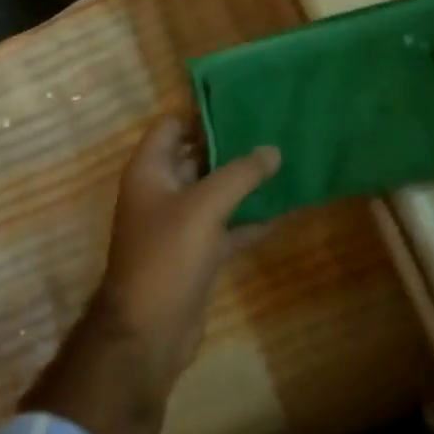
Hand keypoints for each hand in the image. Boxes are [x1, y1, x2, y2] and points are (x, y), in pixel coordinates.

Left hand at [96, 116, 279, 388]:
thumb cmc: (167, 256)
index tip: (243, 101)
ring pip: (214, 193)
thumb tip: (273, 149)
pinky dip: (250, 220)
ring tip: (285, 160)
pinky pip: (226, 227)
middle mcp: (161, 192)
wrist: (149, 333)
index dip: (202, 112)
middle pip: (196, 157)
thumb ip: (240, 175)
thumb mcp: (204, 207)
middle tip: (274, 127)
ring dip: (244, 183)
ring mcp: (179, 225)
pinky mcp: (197, 253)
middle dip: (231, 145)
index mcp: (149, 171)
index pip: (172, 126)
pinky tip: (284, 209)